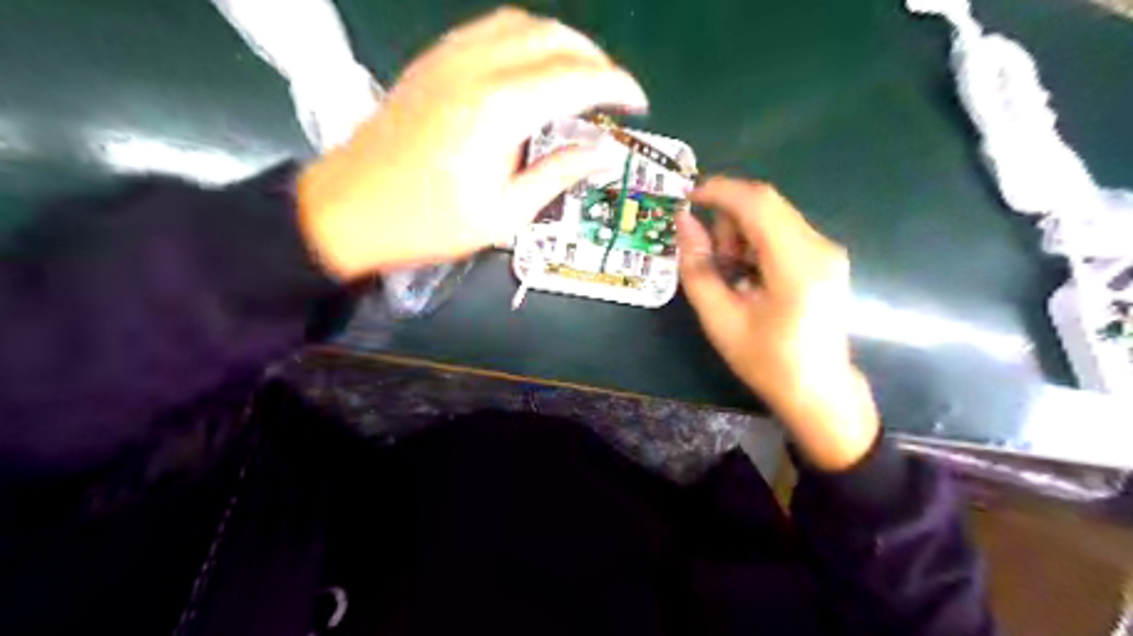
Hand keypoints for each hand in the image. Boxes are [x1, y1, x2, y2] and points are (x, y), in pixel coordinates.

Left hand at [292, 5, 644, 277]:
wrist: (350, 209)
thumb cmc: (429, 222)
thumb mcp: (504, 213)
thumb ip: (558, 175)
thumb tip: (602, 155)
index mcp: (499, 110)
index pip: (577, 78)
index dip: (617, 86)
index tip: (637, 104)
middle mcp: (477, 68)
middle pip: (555, 38)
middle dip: (596, 60)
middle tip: (612, 94)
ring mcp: (450, 57)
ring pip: (523, 23)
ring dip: (562, 43)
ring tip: (580, 77)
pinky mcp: (434, 61)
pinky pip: (490, 29)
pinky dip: (526, 39)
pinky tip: (533, 68)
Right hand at [675, 176, 879, 467]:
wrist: (818, 391)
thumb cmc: (767, 361)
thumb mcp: (720, 319)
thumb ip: (698, 267)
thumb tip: (683, 222)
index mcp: (796, 265)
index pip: (757, 202)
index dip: (719, 191)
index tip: (687, 199)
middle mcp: (820, 247)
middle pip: (765, 204)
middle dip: (728, 219)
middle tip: (714, 260)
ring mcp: (828, 250)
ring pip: (773, 215)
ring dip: (742, 232)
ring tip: (734, 275)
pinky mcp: (826, 257)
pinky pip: (783, 230)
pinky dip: (758, 242)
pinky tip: (752, 276)